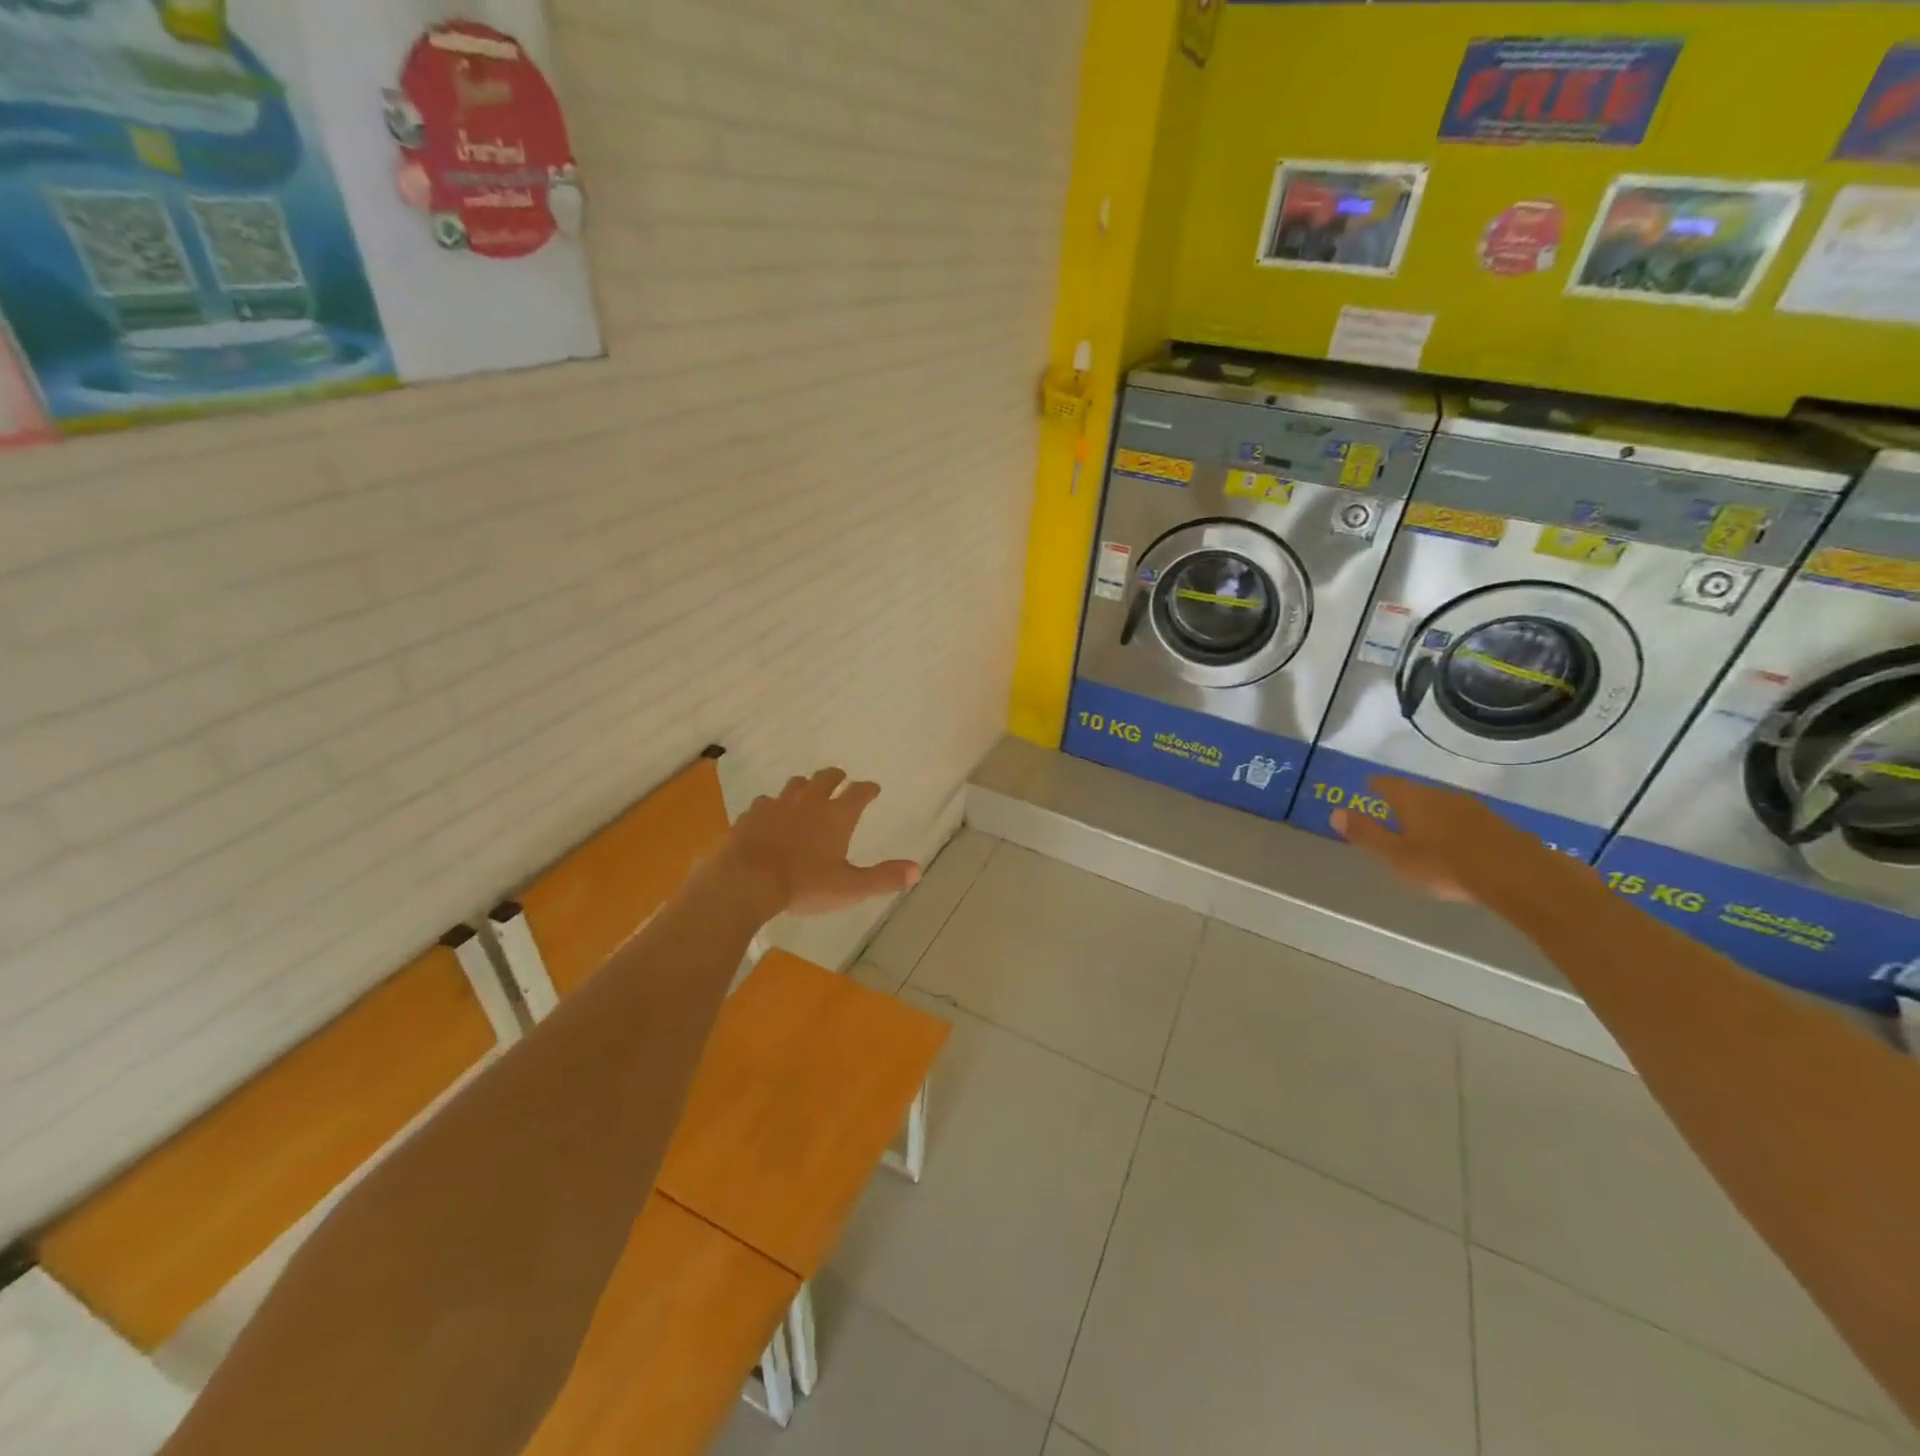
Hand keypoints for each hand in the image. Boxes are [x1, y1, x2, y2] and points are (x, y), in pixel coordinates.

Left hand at [722, 768, 921, 917]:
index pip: (859, 792)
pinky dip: (773, 805)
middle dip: (836, 777)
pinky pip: (766, 802)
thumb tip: (918, 869)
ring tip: (807, 792)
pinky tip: (770, 814)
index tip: (873, 788)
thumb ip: (883, 878)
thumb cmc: (804, 885)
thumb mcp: (850, 887)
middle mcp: (809, 802)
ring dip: (805, 786)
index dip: (868, 789)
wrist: (746, 881)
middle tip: (841, 779)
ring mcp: (778, 804)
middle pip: (826, 778)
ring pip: (795, 784)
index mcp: (837, 815)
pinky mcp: (752, 814)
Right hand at [1331, 775, 1549, 905]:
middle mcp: (1440, 796)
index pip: (1386, 784)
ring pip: (1441, 805)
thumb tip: (1335, 812)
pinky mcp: (1495, 825)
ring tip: (1421, 830)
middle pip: (1415, 793)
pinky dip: (1452, 827)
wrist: (1518, 875)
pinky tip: (1454, 844)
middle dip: (1402, 802)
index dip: (1375, 785)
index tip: (1368, 787)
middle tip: (1390, 813)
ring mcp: (1471, 808)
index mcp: (1412, 799)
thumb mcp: (1395, 855)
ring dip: (1429, 815)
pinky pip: (1463, 820)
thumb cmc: (1445, 865)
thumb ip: (1365, 834)